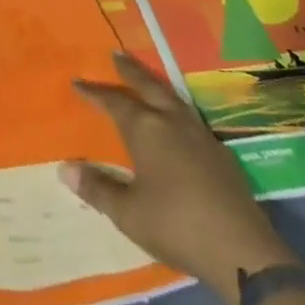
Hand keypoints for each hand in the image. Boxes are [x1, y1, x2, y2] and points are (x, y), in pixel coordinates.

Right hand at [60, 52, 296, 295]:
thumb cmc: (175, 225)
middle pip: (147, 86)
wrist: (240, 248)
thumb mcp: (128, 213)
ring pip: (172, 97)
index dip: (94, 93)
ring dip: (155, 84)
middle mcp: (171, 121)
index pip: (114, 102)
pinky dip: (176, 107)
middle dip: (130, 71)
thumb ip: (97, 188)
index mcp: (146, 129)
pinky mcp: (220, 152)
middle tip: (116, 55)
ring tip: (146, 79)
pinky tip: (178, 119)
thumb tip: (65, 168)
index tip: (78, 82)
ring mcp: (199, 134)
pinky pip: (190, 116)